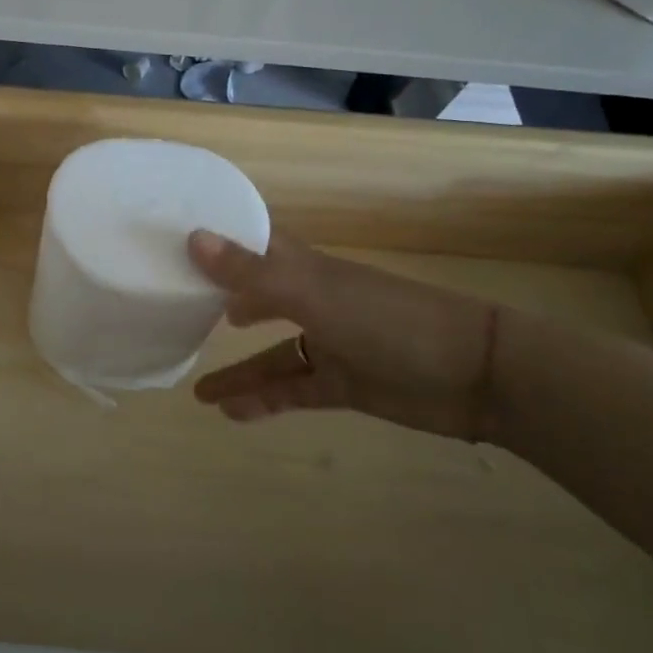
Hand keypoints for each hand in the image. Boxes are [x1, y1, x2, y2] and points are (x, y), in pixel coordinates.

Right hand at [187, 230, 499, 441]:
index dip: (218, 241)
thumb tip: (192, 238)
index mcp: (304, 268)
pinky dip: (265, 400)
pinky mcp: (344, 384)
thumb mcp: (314, 294)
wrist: (478, 375)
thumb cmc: (389, 319)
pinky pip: (294, 389)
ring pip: (272, 354)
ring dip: (238, 370)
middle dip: (220, 304)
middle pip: (257, 297)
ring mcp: (330, 344)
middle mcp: (312, 300)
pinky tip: (233, 414)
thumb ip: (253, 273)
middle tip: (178, 312)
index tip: (173, 241)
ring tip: (196, 390)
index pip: (253, 245)